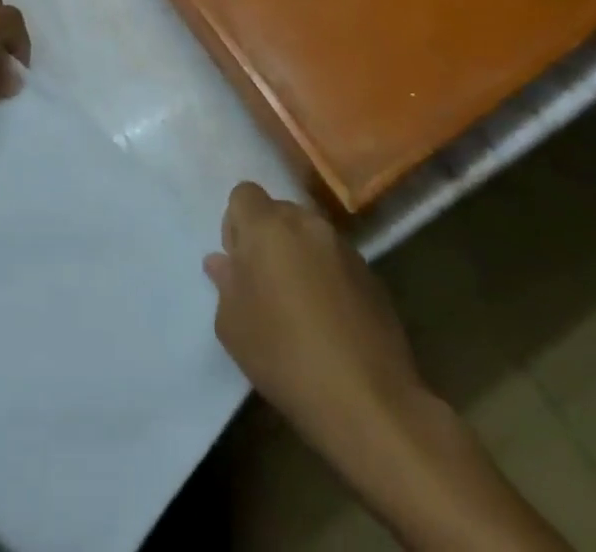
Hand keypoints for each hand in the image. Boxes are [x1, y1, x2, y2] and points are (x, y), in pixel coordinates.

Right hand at [206, 182, 426, 451]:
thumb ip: (225, 283)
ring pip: (310, 236)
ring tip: (300, 305)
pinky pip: (336, 261)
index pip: (243, 194)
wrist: (367, 400)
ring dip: (300, 256)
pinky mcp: (371, 274)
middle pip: (279, 212)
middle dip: (268, 238)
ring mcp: (343, 247)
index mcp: (267, 227)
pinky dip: (328, 277)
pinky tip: (330, 321)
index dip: (237, 224)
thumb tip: (224, 262)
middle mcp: (306, 224)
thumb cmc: (284, 356)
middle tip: (266, 285)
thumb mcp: (233, 326)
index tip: (240, 264)